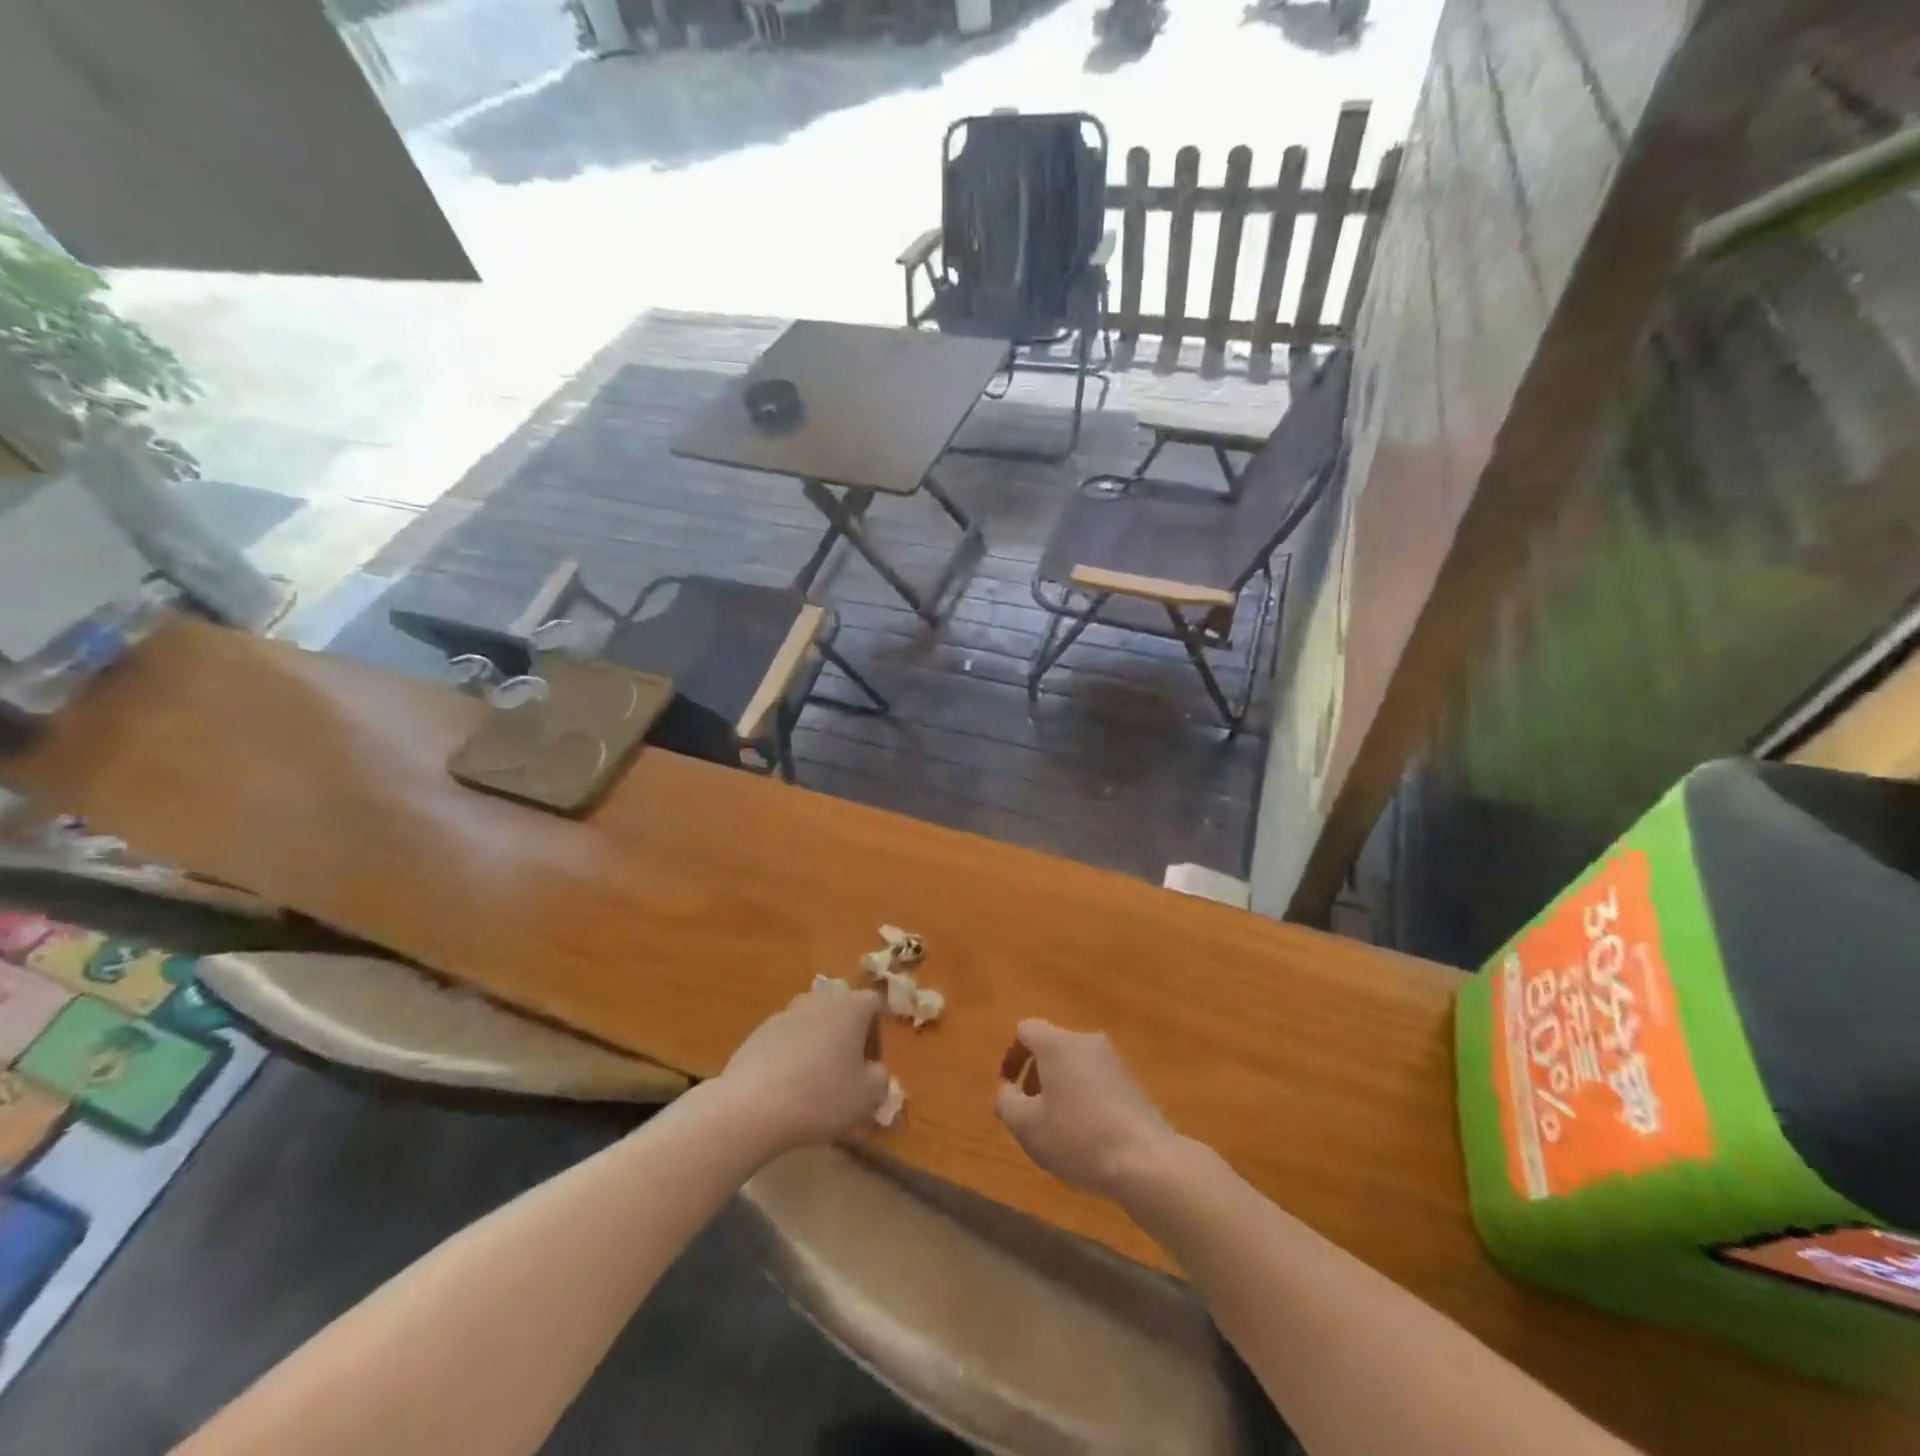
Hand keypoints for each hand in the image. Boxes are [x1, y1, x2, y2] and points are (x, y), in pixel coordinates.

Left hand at [716, 987, 889, 1154]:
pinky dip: (790, 1057)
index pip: (874, 1004)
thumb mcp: (867, 1096)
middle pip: (840, 1011)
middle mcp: (818, 1000)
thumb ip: (880, 1079)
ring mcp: (785, 1014)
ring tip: (813, 1084)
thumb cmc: (821, 1096)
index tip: (870, 1064)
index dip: (877, 1032)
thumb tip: (874, 1072)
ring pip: (811, 1024)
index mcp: (850, 1007)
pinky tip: (785, 1089)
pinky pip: (785, 1040)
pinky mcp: (758, 1032)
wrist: (752, 1107)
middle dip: (845, 1037)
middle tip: (844, 1073)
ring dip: (817, 1046)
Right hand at [995, 1019, 1177, 1198]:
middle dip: (1035, 1074)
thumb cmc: (1077, 1137)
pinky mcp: (1132, 1083)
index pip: (1026, 1030)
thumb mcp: (1027, 1126)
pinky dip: (1082, 1097)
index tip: (1008, 1086)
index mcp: (1058, 1043)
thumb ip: (1006, 1102)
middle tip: (1029, 1110)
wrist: (1146, 1160)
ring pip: (1075, 1064)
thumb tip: (1008, 1091)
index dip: (1012, 1055)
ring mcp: (1114, 1061)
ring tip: (1056, 1126)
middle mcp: (1086, 1042)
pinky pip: (1095, 1080)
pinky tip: (1085, 1134)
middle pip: (1052, 1046)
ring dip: (1059, 1087)